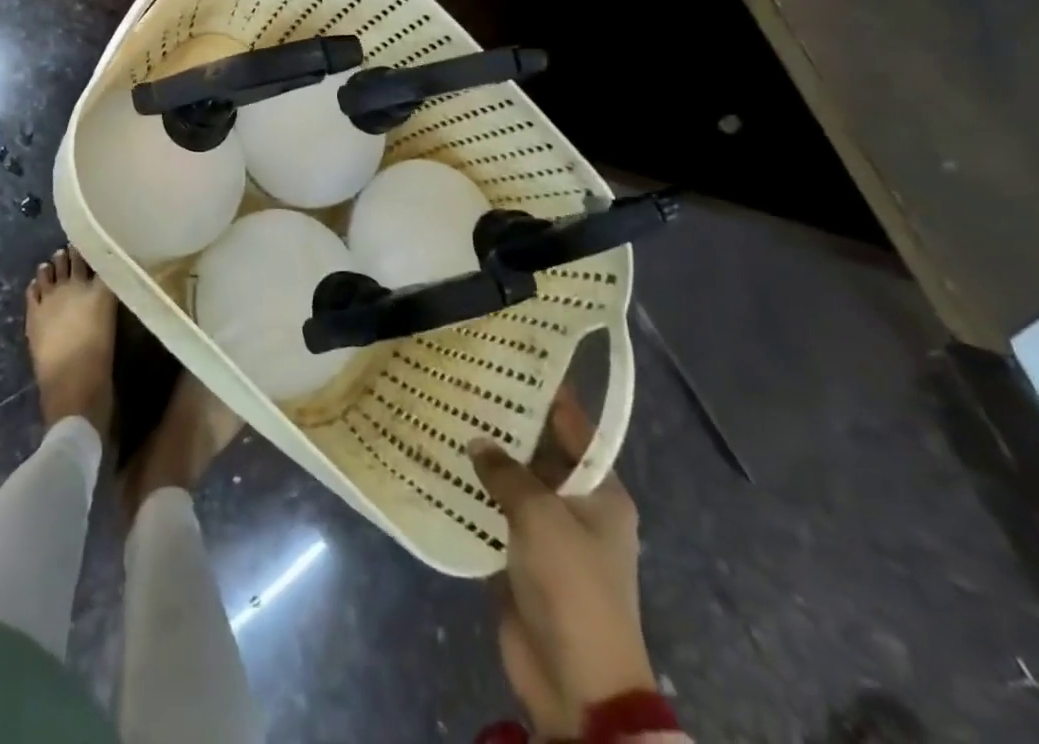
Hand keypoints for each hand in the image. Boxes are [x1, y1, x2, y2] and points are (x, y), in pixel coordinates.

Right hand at [469, 389, 653, 738]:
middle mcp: (576, 504)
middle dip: (504, 421)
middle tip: (461, 380)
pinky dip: (470, 492)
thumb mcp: (542, 517)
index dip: (545, 392)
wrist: (576, 683)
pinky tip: (438, 466)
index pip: (573, 426)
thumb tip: (478, 443)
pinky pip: (493, 512)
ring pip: (511, 480)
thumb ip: (508, 473)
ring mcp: (547, 532)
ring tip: (441, 413)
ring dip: (482, 457)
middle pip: (538, 450)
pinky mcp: (519, 556)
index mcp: (600, 491)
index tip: (509, 355)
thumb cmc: (572, 587)